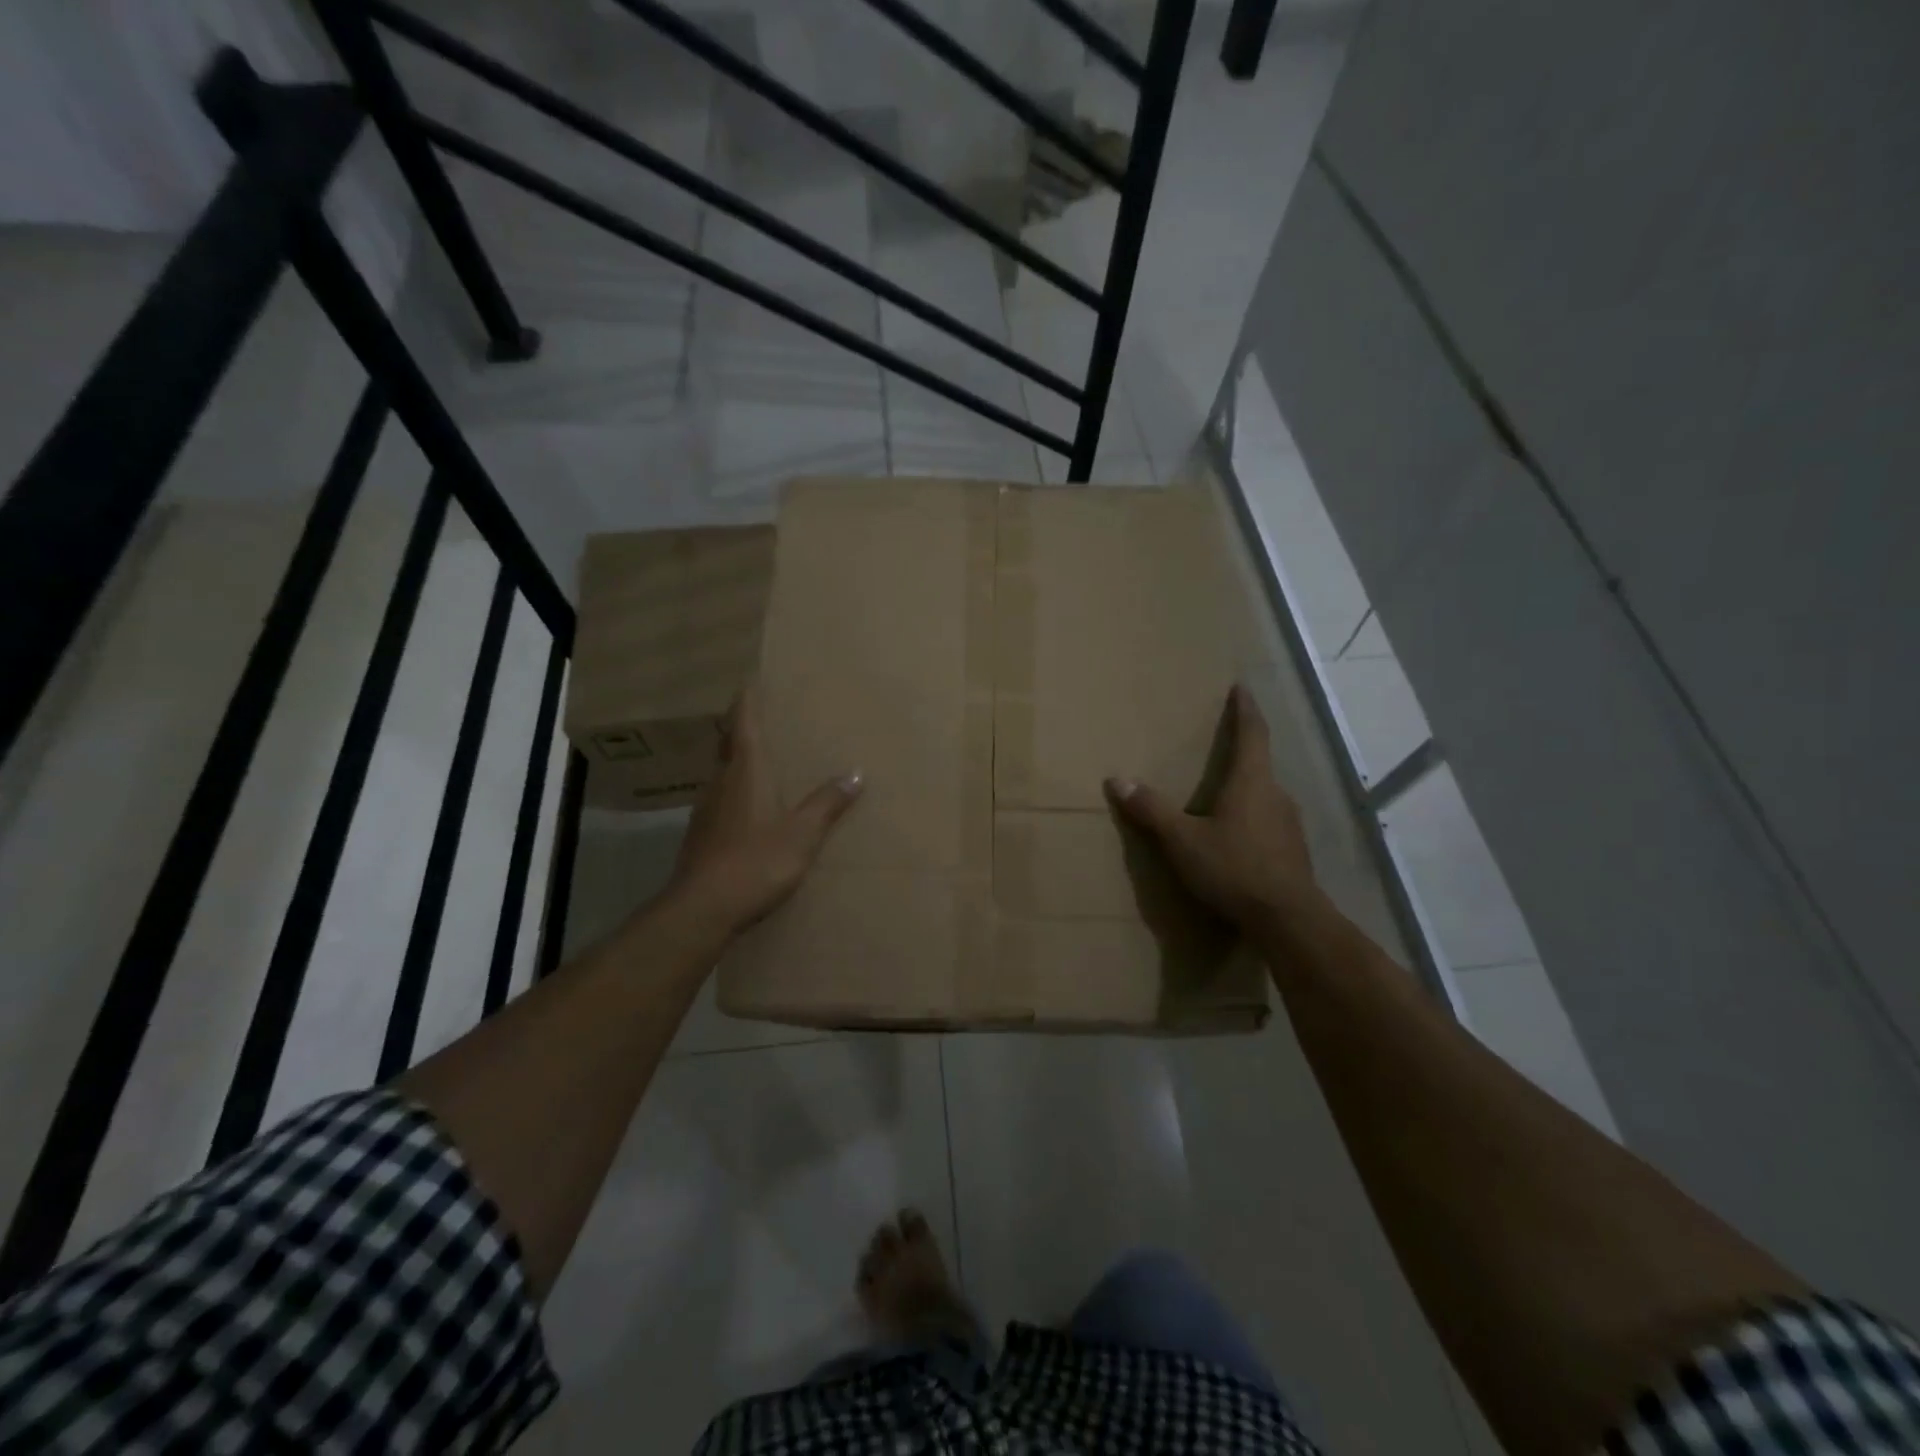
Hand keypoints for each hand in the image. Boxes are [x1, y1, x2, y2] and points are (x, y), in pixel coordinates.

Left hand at [665, 689, 862, 937]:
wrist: (702, 908)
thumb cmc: (756, 862)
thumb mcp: (802, 834)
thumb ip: (827, 803)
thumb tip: (855, 773)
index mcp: (746, 771)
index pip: (743, 722)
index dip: (747, 698)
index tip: (751, 678)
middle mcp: (722, 781)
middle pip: (728, 742)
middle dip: (743, 725)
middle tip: (765, 715)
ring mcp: (707, 807)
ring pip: (723, 770)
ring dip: (739, 758)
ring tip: (764, 758)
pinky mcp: (701, 832)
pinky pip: (721, 797)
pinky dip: (736, 788)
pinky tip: (750, 806)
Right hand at [1105, 684, 1317, 928]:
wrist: (1287, 920)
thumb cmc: (1233, 869)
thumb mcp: (1182, 841)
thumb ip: (1151, 810)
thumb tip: (1117, 779)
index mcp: (1252, 782)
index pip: (1253, 734)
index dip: (1246, 709)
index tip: (1242, 688)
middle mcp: (1277, 795)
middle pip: (1260, 764)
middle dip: (1243, 752)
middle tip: (1222, 746)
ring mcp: (1291, 824)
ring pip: (1266, 795)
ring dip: (1247, 789)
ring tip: (1224, 795)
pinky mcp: (1294, 851)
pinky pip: (1271, 822)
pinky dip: (1253, 818)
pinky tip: (1238, 837)